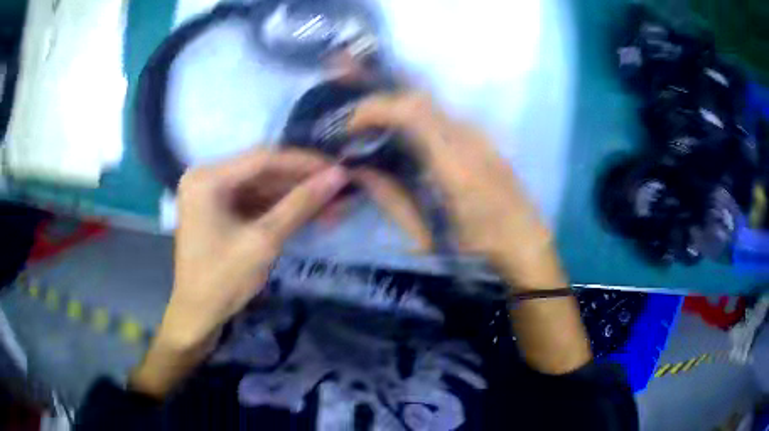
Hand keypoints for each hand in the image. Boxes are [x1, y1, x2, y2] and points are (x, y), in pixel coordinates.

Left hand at [130, 149, 347, 397]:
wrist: (198, 314)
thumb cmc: (223, 281)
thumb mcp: (264, 241)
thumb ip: (301, 205)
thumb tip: (339, 176)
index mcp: (208, 178)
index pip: (263, 158)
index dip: (304, 162)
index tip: (338, 169)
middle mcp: (207, 176)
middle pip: (263, 171)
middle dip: (302, 182)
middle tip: (338, 189)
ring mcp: (212, 192)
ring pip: (262, 185)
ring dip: (294, 195)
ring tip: (331, 203)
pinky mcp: (219, 207)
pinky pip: (254, 199)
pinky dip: (280, 206)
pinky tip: (308, 212)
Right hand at [349, 93, 565, 288]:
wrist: (525, 242)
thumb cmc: (478, 248)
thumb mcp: (428, 236)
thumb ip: (391, 198)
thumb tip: (358, 170)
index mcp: (455, 165)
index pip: (412, 111)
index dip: (375, 109)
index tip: (351, 126)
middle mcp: (469, 139)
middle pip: (418, 98)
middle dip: (381, 104)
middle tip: (357, 127)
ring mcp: (479, 135)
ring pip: (430, 104)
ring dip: (397, 109)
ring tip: (374, 131)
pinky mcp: (482, 138)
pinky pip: (442, 116)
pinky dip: (415, 117)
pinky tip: (404, 138)